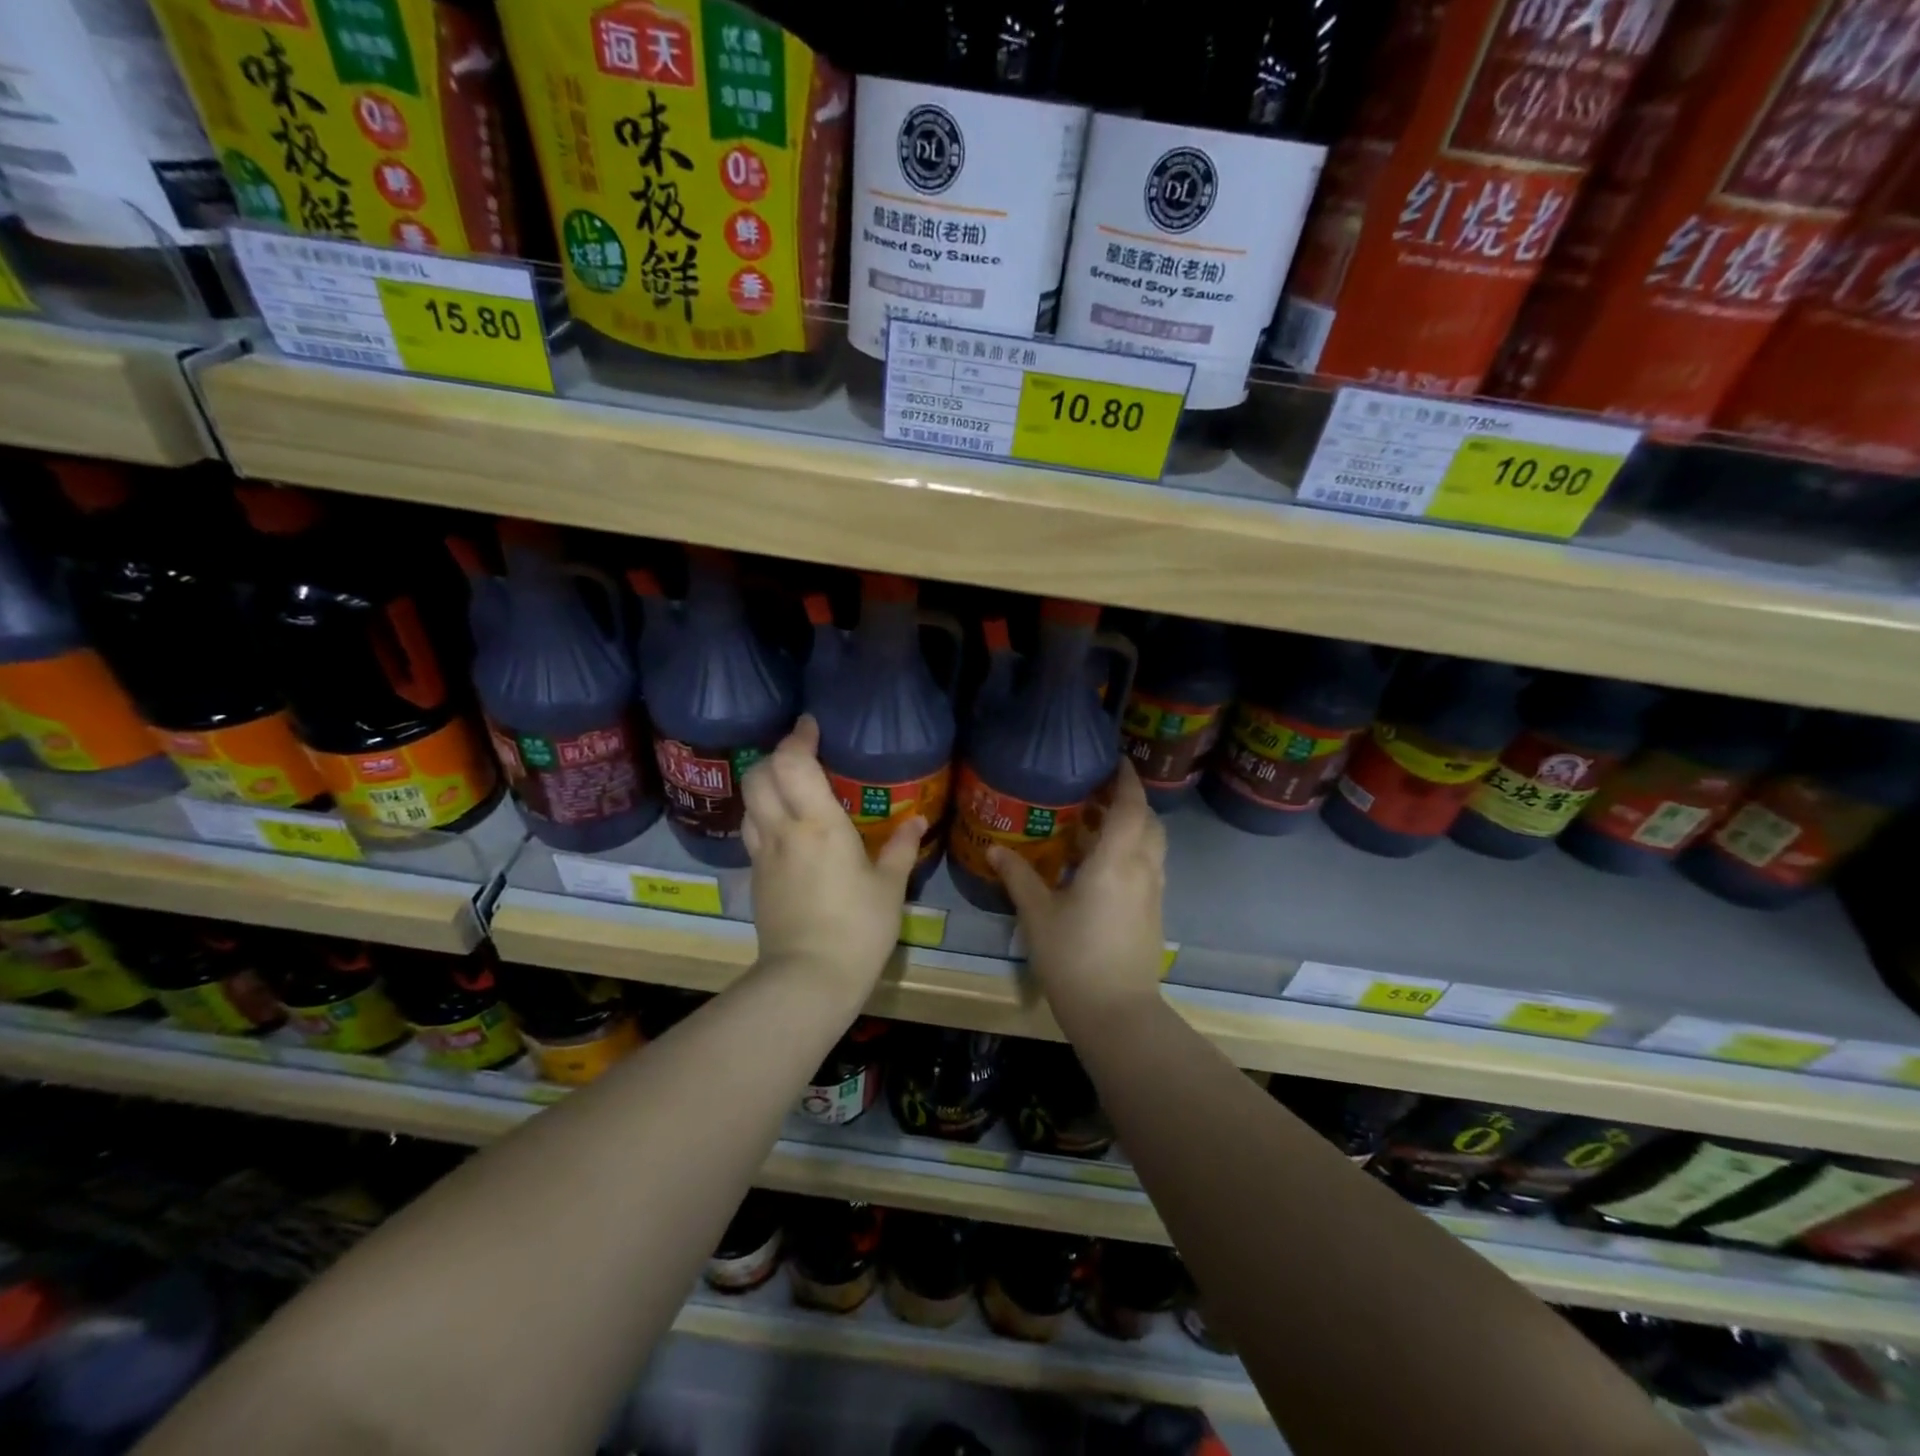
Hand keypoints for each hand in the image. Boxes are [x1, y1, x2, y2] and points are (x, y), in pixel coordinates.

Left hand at [742, 716, 923, 1001]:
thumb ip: (900, 848)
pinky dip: (764, 815)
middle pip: (759, 775)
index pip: (793, 763)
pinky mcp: (755, 878)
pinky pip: (753, 832)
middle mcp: (783, 831)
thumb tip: (917, 821)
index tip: (810, 725)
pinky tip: (787, 827)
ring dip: (766, 784)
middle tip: (802, 754)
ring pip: (750, 803)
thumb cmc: (858, 929)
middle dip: (776, 755)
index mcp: (819, 825)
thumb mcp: (889, 888)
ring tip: (792, 787)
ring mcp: (763, 855)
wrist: (807, 979)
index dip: (798, 737)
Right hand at [988, 759, 1166, 1029]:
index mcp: (1117, 860)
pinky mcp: (1154, 913)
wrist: (1117, 1012)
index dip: (1127, 779)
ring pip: (1152, 845)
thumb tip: (995, 850)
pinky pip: (1148, 866)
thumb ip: (1019, 877)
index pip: (1131, 806)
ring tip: (1095, 824)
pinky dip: (1132, 852)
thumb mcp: (1038, 914)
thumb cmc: (1074, 956)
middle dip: (1129, 801)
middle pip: (1148, 821)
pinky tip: (1101, 865)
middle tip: (1097, 793)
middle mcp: (1143, 869)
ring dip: (1132, 827)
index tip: (1116, 760)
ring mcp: (1153, 892)